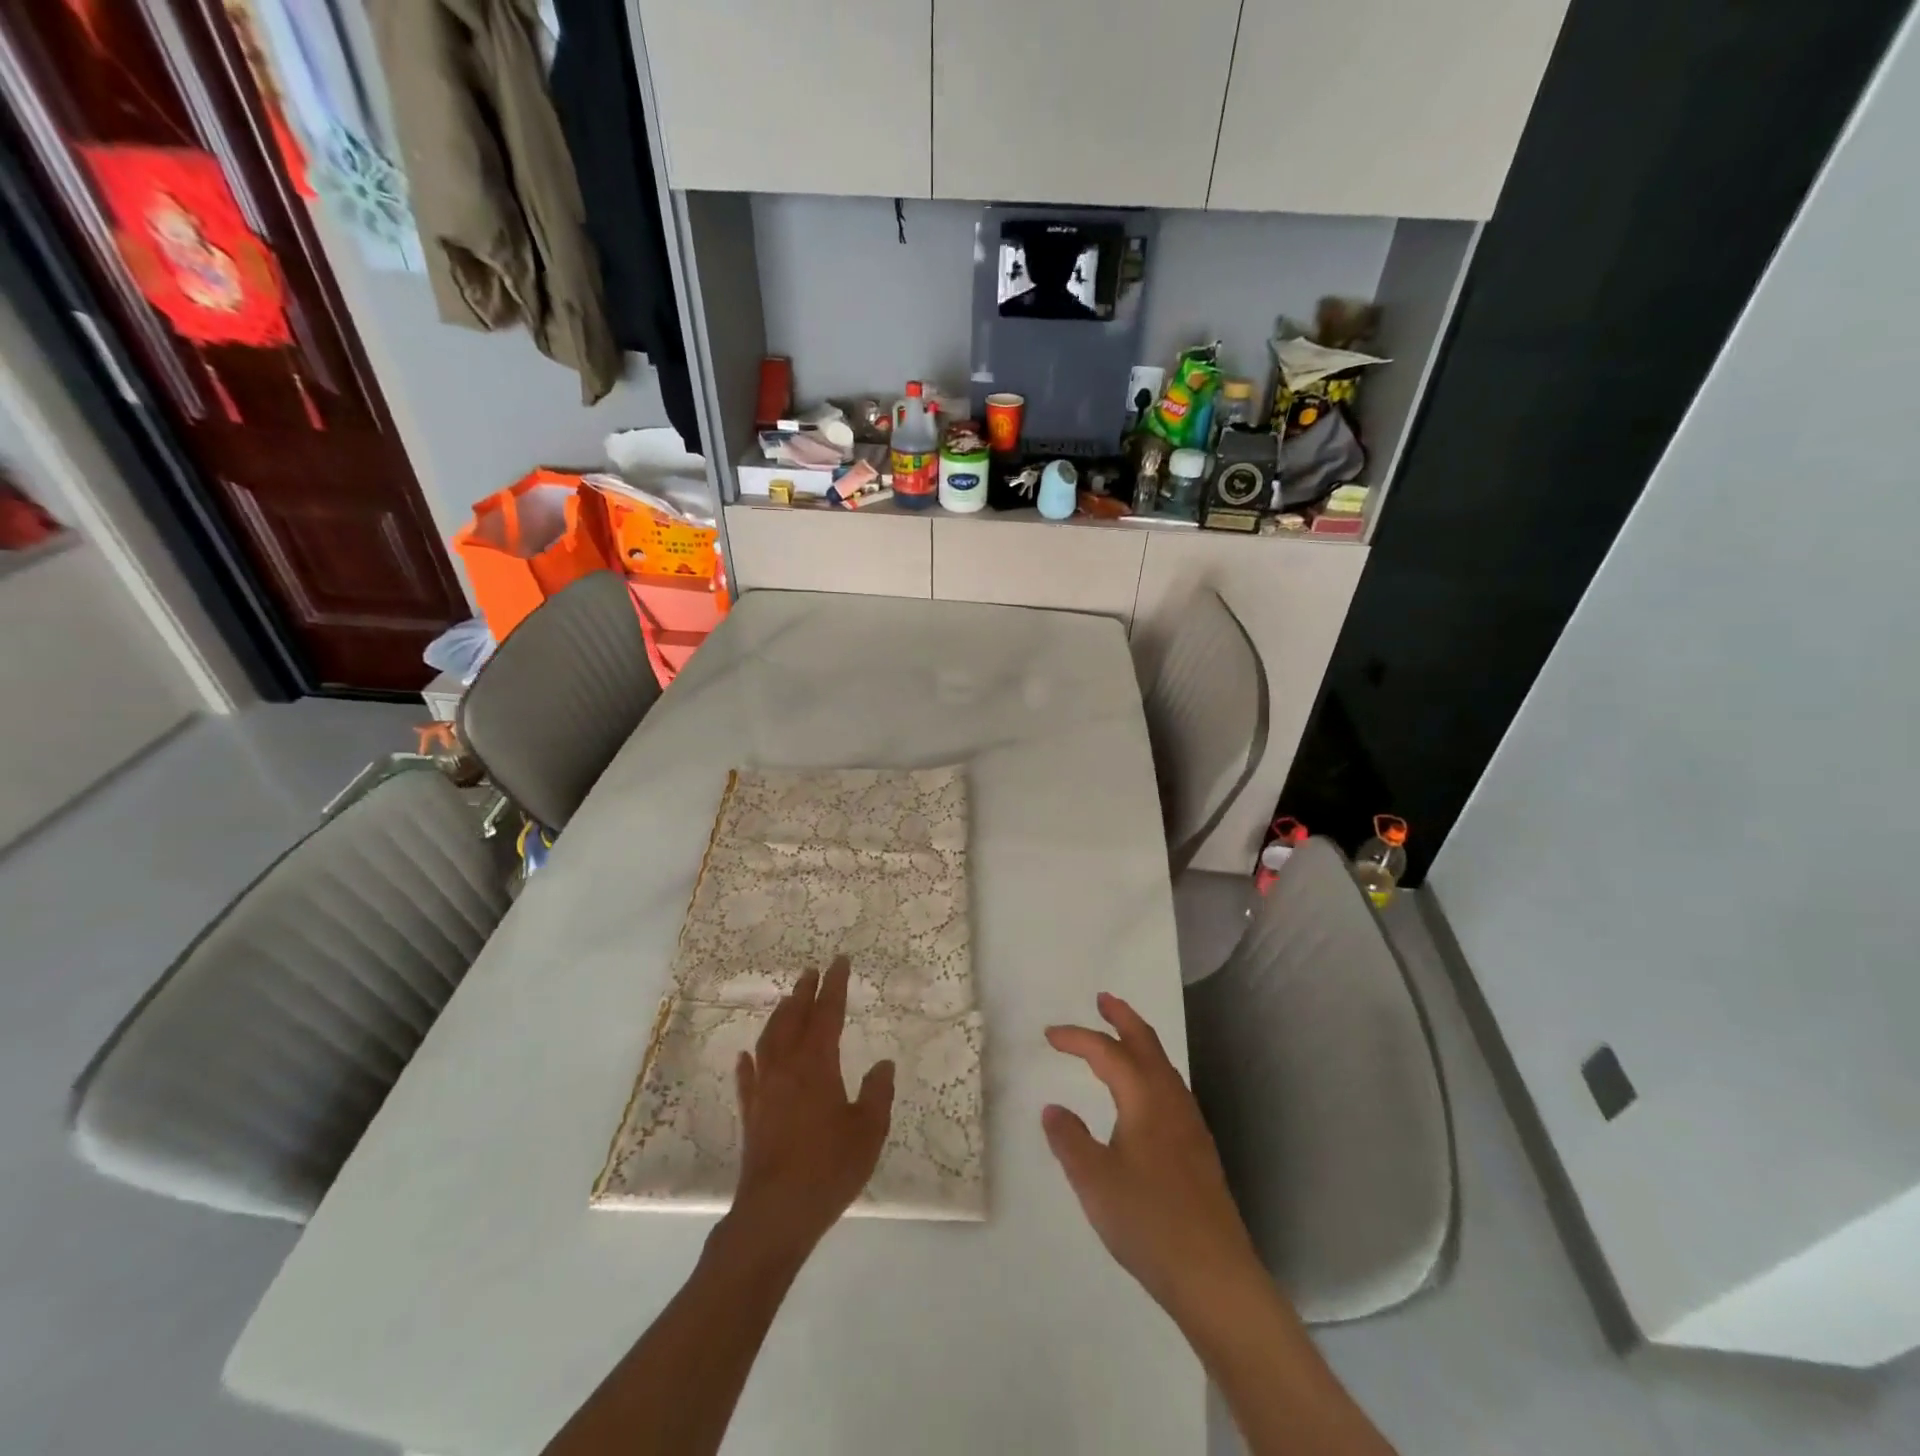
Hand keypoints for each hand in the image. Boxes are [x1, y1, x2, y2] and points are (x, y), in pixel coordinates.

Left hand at [727, 957, 894, 1261]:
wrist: (776, 1214)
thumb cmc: (829, 1168)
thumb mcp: (869, 1131)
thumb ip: (877, 1093)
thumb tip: (883, 1064)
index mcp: (817, 1065)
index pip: (827, 1013)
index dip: (834, 986)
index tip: (839, 961)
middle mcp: (787, 1068)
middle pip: (794, 1019)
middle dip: (804, 993)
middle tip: (811, 971)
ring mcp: (764, 1092)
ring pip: (769, 1041)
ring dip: (779, 1017)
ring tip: (787, 1002)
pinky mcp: (750, 1116)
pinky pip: (747, 1079)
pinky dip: (749, 1062)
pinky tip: (746, 1055)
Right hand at [1043, 992, 1260, 1319]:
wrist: (1215, 1276)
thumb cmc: (1149, 1222)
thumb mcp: (1094, 1181)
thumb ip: (1069, 1140)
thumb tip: (1054, 1108)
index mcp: (1144, 1098)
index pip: (1107, 1052)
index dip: (1077, 1038)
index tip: (1049, 1035)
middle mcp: (1171, 1099)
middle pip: (1146, 1043)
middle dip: (1122, 1017)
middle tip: (1102, 999)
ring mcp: (1190, 1123)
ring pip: (1162, 1064)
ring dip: (1139, 1041)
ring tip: (1119, 1037)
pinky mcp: (1198, 1148)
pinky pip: (1170, 1087)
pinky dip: (1150, 1069)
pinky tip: (1143, 1094)